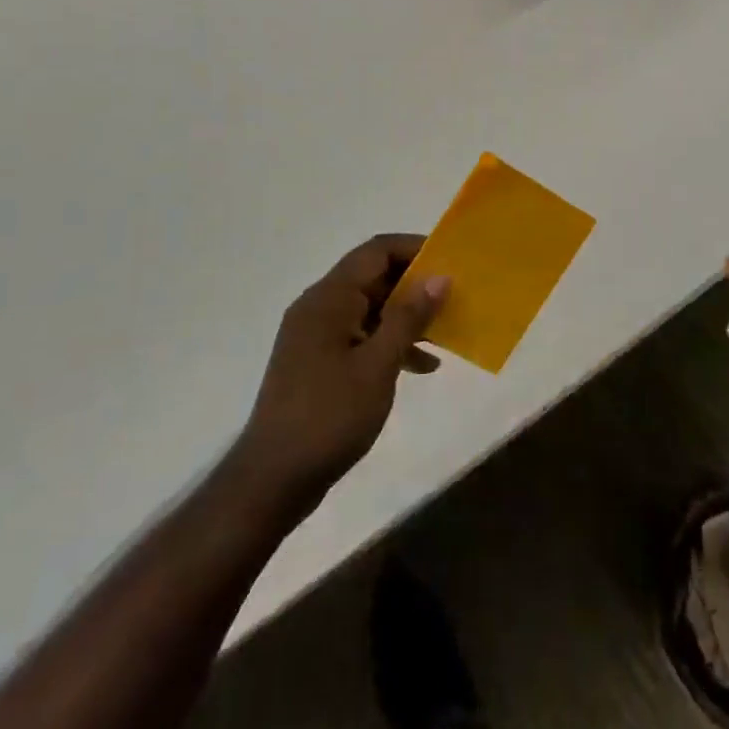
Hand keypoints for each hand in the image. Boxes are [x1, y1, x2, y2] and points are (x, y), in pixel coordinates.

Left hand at [229, 235, 446, 521]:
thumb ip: (408, 318)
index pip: (376, 251)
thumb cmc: (328, 416)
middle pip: (374, 277)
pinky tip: (422, 365)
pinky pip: (362, 336)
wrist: (273, 480)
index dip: (415, 248)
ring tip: (446, 329)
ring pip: (371, 308)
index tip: (451, 260)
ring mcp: (317, 336)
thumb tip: (439, 277)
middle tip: (456, 295)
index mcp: (329, 299)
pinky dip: (391, 342)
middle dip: (416, 283)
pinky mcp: (319, 362)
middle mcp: (320, 307)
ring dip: (407, 315)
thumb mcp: (377, 366)